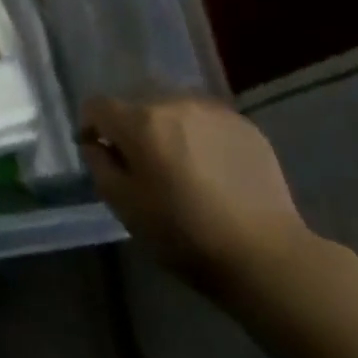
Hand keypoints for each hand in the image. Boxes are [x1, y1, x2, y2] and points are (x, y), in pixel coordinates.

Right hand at [80, 93, 310, 295]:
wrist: (266, 255)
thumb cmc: (185, 235)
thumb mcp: (126, 208)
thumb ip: (100, 166)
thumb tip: (96, 144)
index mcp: (141, 122)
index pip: (98, 105)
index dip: (92, 127)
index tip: (101, 154)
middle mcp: (174, 102)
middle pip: (137, 105)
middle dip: (132, 129)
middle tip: (145, 167)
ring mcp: (213, 110)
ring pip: (173, 109)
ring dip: (167, 129)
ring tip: (181, 167)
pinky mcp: (243, 123)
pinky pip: (206, 120)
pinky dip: (199, 136)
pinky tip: (213, 170)